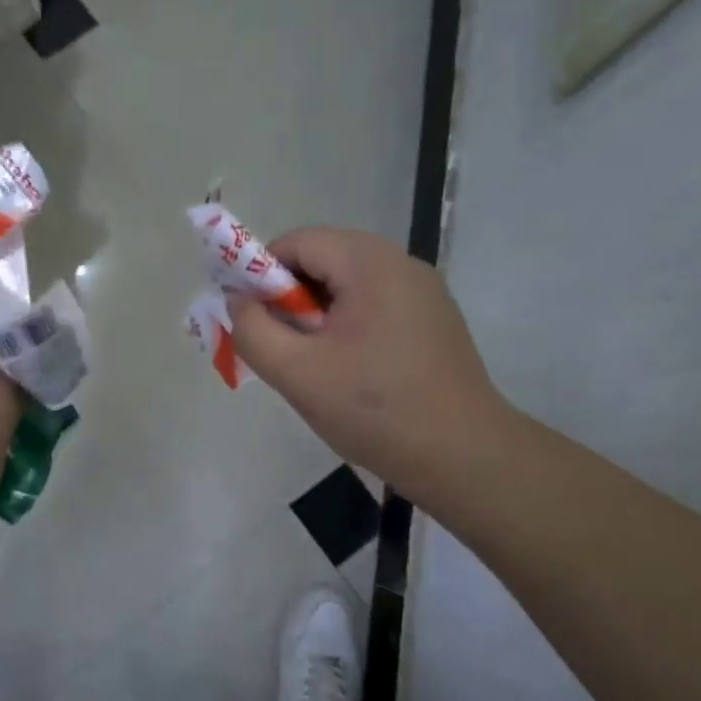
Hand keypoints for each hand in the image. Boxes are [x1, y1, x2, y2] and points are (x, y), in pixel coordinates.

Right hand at [226, 228, 513, 503]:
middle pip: (322, 260)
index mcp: (370, 263)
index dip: (259, 274)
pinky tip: (345, 371)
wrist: (463, 458)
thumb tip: (237, 299)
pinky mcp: (432, 320)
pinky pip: (372, 306)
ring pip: (346, 286)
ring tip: (308, 364)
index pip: (297, 242)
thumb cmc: (375, 411)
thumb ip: (252, 330)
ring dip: (314, 316)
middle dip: (287, 299)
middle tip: (275, 346)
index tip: (249, 319)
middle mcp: (401, 264)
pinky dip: (344, 327)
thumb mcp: (296, 373)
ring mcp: (423, 292)